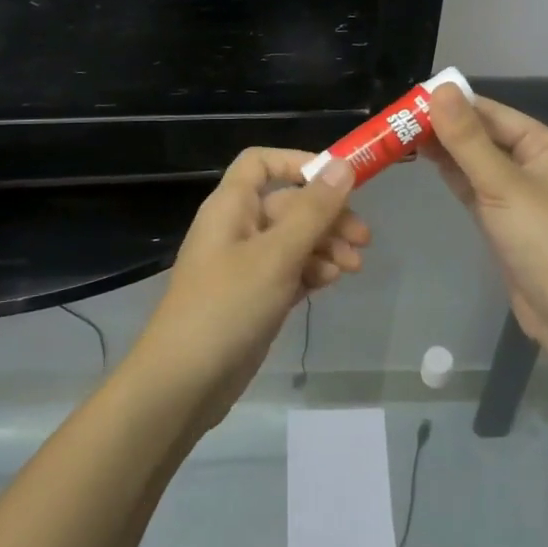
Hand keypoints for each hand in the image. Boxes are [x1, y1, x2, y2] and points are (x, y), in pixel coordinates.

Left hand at [129, 149, 364, 424]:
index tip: (338, 180)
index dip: (299, 163)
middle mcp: (237, 228)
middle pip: (288, 204)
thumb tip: (342, 165)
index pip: (261, 163)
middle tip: (364, 238)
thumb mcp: (277, 255)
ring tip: (354, 267)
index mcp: (231, 206)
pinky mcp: (254, 297)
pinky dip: (312, 271)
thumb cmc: (228, 306)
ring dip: (326, 246)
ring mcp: (245, 265)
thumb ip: (313, 211)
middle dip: (327, 216)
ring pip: (293, 240)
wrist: (184, 383)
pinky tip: (332, 282)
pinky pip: (289, 270)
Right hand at [425, 86, 547, 344]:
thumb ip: (467, 139)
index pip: (490, 112)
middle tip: (395, 119)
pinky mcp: (504, 219)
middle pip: (482, 135)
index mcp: (544, 145)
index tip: (409, 98)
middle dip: (443, 127)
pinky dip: (452, 175)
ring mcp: (518, 193)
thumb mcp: (502, 184)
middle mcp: (533, 162)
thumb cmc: (543, 240)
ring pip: (475, 161)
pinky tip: (424, 162)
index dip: (452, 103)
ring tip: (400, 136)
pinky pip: (474, 186)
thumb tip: (441, 88)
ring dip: (444, 150)